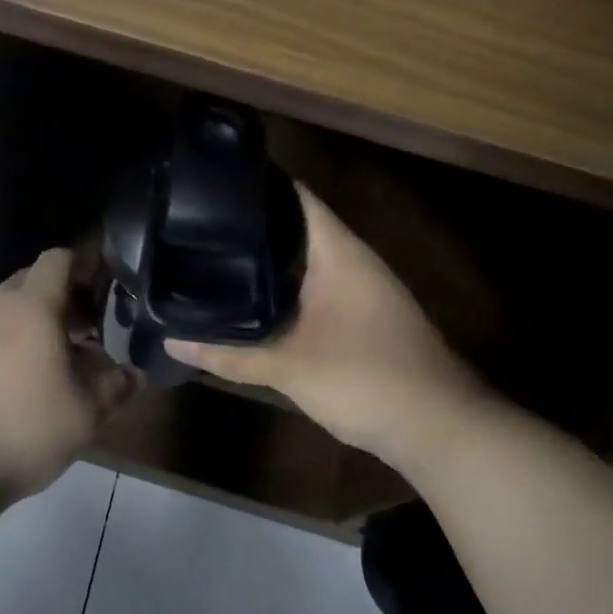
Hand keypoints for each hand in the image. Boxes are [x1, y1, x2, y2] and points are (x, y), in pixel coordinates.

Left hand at [0, 248, 140, 499]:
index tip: (99, 294)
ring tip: (49, 367)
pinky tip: (12, 390)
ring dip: (30, 327)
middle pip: (30, 282)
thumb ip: (114, 388)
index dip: (81, 267)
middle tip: (81, 333)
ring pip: (5, 313)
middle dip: (59, 298)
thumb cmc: (24, 428)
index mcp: (33, 308)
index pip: (57, 260)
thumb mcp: (85, 415)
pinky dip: (3, 350)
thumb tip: (133, 374)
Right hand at [167, 186, 487, 471]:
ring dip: (270, 258)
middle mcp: (352, 259)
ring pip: (307, 258)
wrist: (440, 429)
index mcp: (338, 251)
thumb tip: (171, 339)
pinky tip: (256, 300)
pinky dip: (286, 285)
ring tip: (217, 254)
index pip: (295, 196)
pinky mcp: (364, 316)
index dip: (257, 184)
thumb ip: (229, 352)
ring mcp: (362, 287)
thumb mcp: (289, 366)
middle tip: (200, 225)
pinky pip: (316, 285)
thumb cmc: (366, 378)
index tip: (211, 185)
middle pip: (296, 225)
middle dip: (253, 225)